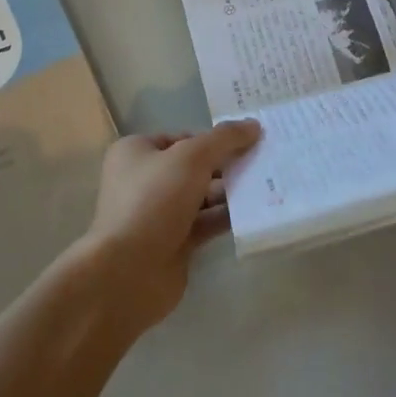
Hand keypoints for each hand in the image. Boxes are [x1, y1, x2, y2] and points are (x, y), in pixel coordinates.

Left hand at [81, 120, 262, 328]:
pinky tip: (254, 211)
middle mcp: (144, 180)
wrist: (129, 271)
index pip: (183, 138)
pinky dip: (226, 217)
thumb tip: (254, 125)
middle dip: (227, 165)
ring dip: (231, 192)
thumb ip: (224, 139)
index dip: (214, 139)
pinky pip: (205, 223)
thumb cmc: (154, 200)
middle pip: (194, 167)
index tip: (249, 142)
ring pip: (202, 196)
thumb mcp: (192, 157)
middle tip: (264, 162)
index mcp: (137, 152)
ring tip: (267, 185)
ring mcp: (159, 214)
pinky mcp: (173, 243)